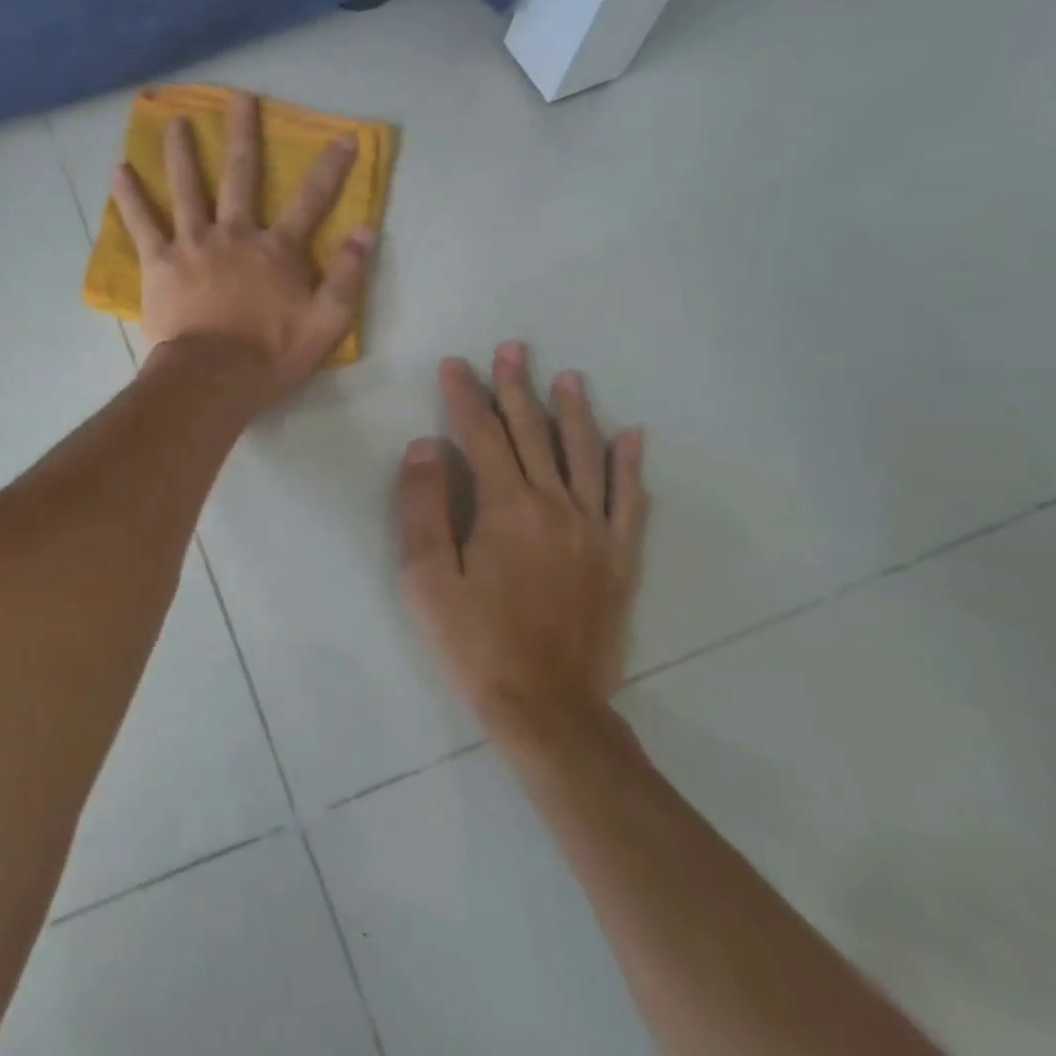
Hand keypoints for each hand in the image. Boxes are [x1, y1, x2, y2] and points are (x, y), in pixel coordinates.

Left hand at [110, 90, 373, 396]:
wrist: (211, 378)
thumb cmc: (270, 354)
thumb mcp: (326, 322)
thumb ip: (348, 276)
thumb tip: (366, 230)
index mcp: (276, 249)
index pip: (311, 200)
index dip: (331, 168)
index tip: (344, 136)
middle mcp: (235, 234)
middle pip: (240, 174)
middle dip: (242, 134)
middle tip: (238, 97)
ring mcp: (193, 244)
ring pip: (187, 188)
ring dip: (181, 152)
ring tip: (174, 121)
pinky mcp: (159, 263)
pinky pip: (142, 224)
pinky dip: (130, 197)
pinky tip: (118, 171)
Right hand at [396, 342, 648, 751]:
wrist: (547, 707)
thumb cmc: (475, 642)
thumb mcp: (427, 578)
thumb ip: (422, 507)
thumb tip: (425, 446)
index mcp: (506, 508)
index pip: (481, 436)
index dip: (465, 397)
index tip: (455, 365)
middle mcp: (556, 506)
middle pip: (534, 434)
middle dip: (518, 388)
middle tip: (512, 349)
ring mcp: (595, 530)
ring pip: (585, 455)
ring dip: (573, 411)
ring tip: (567, 376)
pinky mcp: (619, 557)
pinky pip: (630, 500)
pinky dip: (630, 464)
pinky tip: (633, 435)